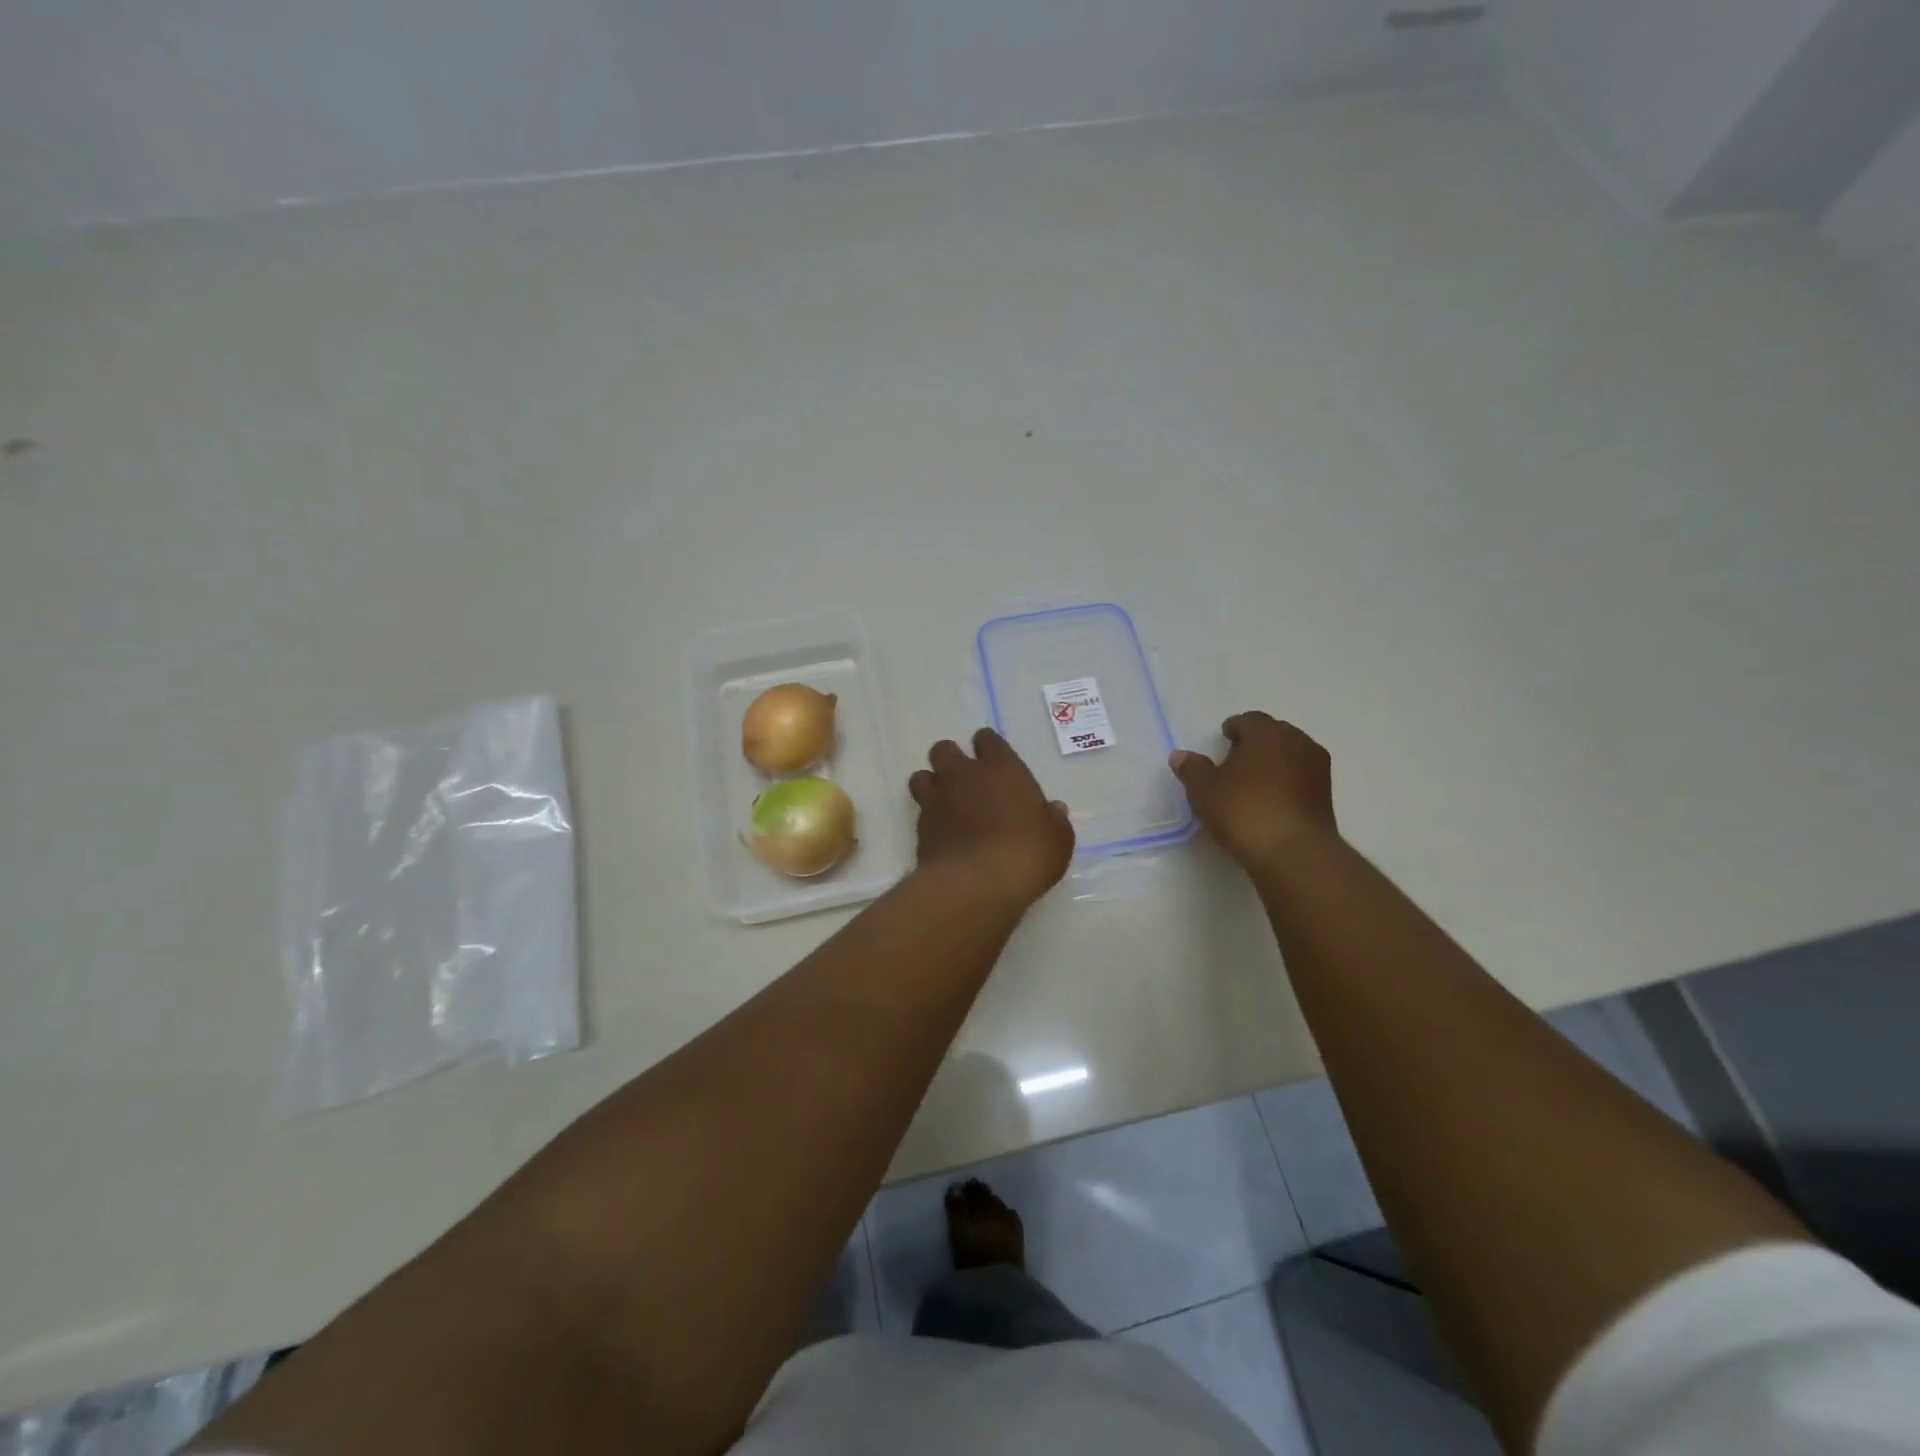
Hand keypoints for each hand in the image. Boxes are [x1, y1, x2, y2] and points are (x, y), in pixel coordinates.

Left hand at [909, 729, 1074, 908]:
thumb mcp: (1058, 840)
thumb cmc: (1027, 853)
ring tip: (945, 803)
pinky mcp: (920, 827)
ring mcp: (937, 800)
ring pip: (921, 776)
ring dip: (931, 784)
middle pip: (944, 750)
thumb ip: (1054, 821)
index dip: (988, 747)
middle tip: (965, 781)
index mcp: (1001, 768)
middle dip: (951, 760)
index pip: (987, 740)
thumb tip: (1054, 810)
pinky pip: (919, 811)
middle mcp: (963, 775)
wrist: (977, 884)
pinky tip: (942, 834)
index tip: (994, 761)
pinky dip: (928, 818)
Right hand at [1171, 713, 1337, 869]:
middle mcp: (1296, 741)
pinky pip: (1301, 776)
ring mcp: (1317, 768)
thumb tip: (1180, 756)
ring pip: (1291, 754)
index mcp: (1266, 732)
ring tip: (1254, 781)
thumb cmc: (1244, 811)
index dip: (1234, 728)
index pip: (1249, 720)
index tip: (1223, 740)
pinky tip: (1272, 799)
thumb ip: (1192, 769)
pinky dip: (1287, 781)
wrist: (1294, 852)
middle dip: (1256, 742)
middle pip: (1274, 733)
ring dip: (1274, 761)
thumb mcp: (1205, 790)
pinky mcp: (1327, 794)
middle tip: (1236, 760)